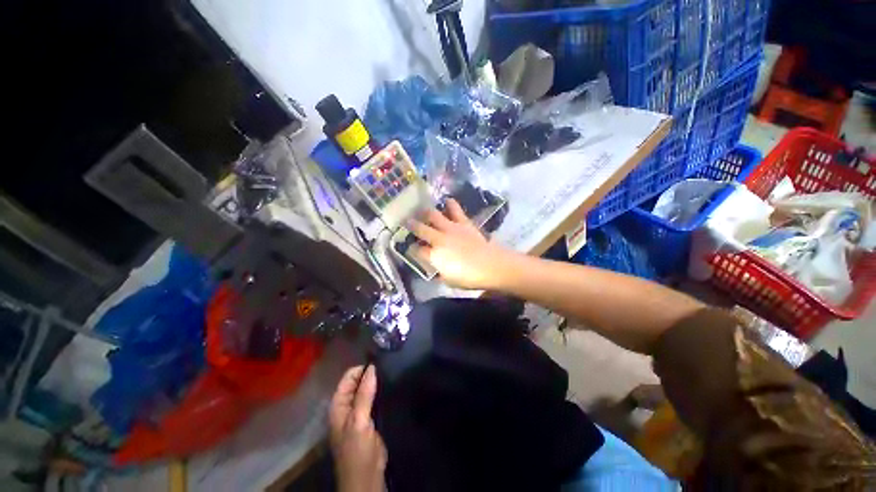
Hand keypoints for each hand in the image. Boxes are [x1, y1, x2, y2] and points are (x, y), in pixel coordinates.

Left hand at [329, 365, 386, 491]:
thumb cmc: (357, 450)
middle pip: (357, 382)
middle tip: (387, 366)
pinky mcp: (369, 418)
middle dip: (370, 374)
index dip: (362, 369)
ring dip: (376, 382)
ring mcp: (358, 412)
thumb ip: (364, 394)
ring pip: (367, 390)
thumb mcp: (359, 421)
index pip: (349, 377)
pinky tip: (391, 386)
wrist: (366, 476)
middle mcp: (347, 405)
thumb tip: (371, 367)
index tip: (380, 362)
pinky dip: (380, 392)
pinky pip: (374, 398)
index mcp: (339, 405)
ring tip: (391, 372)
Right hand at [408, 199, 515, 289]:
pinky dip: (450, 204)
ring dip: (425, 212)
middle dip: (411, 225)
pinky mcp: (463, 222)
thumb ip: (439, 272)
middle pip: (420, 229)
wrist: (489, 265)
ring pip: (433, 215)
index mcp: (434, 255)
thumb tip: (436, 268)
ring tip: (422, 210)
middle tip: (407, 222)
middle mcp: (438, 239)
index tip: (410, 248)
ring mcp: (451, 228)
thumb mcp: (449, 281)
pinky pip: (455, 209)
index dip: (411, 248)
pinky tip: (447, 201)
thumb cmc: (468, 277)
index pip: (417, 250)